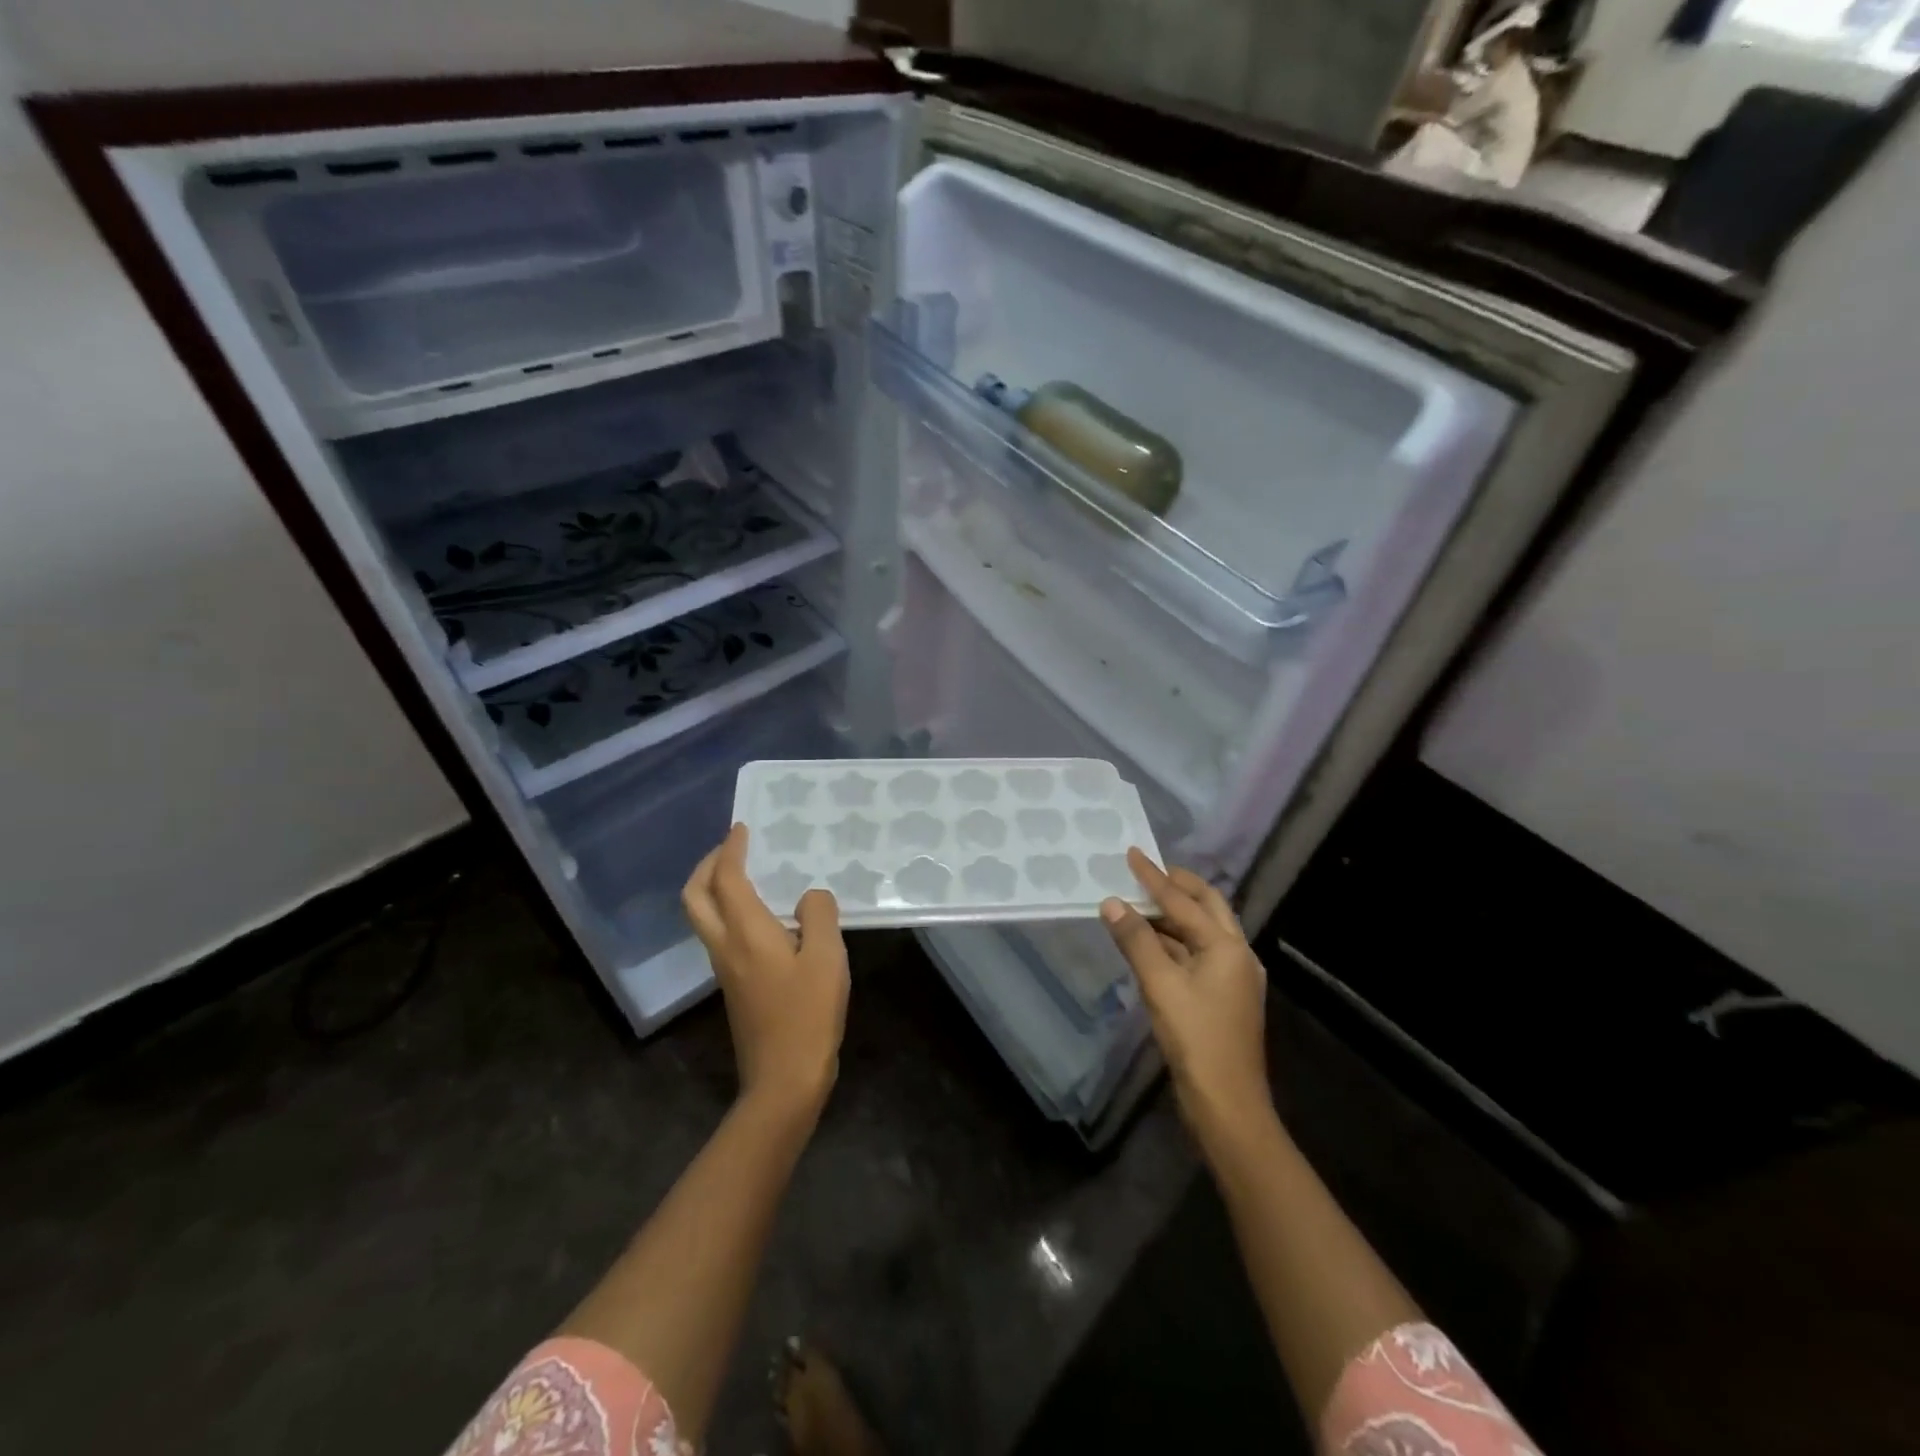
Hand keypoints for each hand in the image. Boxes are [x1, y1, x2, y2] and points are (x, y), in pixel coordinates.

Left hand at [682, 824, 849, 1119]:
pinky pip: (720, 933)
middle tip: (731, 848)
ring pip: (704, 916)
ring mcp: (725, 968)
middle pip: (695, 897)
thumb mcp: (827, 959)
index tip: (743, 828)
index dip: (731, 849)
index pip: (726, 878)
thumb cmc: (807, 1015)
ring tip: (747, 873)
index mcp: (746, 932)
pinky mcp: (734, 985)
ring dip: (714, 887)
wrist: (783, 1080)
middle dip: (706, 866)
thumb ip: (819, 916)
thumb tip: (808, 897)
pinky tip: (765, 914)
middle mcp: (725, 945)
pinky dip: (729, 910)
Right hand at [1101, 849, 1270, 1144]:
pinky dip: (1174, 941)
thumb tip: (1113, 902)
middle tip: (1148, 871)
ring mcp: (1233, 977)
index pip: (1184, 901)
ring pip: (1203, 932)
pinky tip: (1152, 942)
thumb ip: (1136, 941)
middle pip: (1207, 907)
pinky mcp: (1223, 997)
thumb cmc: (1196, 1039)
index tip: (1132, 853)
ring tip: (1141, 901)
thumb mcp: (1160, 985)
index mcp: (1227, 946)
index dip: (1154, 877)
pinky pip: (1198, 954)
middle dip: (1178, 886)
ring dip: (1174, 914)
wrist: (1227, 1104)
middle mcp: (1237, 954)